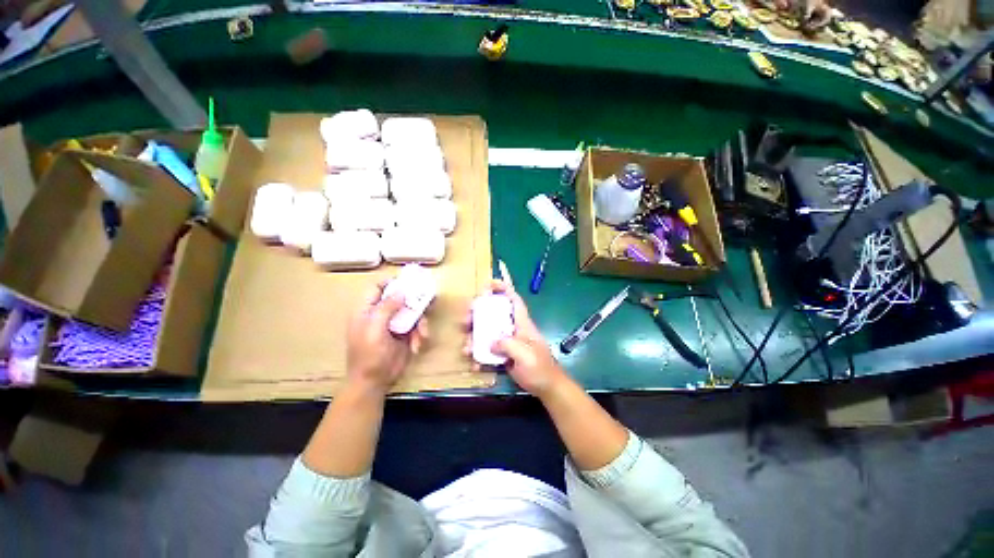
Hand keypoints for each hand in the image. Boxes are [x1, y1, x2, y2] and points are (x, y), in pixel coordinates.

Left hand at [346, 282, 428, 394]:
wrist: (375, 382)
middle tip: (427, 298)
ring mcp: (394, 324)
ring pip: (412, 312)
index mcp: (367, 310)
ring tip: (422, 333)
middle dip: (414, 299)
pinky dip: (420, 334)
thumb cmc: (369, 354)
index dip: (390, 282)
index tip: (407, 281)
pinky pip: (417, 326)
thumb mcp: (374, 328)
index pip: (376, 288)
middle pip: (399, 298)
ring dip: (420, 321)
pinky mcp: (405, 334)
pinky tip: (418, 344)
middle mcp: (381, 314)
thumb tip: (401, 292)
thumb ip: (386, 307)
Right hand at [466, 280, 569, 397]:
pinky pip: (487, 351)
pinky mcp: (503, 356)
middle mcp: (512, 329)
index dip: (503, 289)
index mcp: (521, 324)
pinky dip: (480, 357)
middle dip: (478, 314)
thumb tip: (491, 343)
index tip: (488, 284)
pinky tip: (475, 365)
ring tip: (466, 348)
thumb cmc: (540, 368)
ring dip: (474, 338)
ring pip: (487, 333)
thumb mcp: (525, 354)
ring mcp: (507, 343)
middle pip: (494, 315)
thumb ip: (508, 345)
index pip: (514, 300)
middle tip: (465, 320)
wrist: (546, 387)